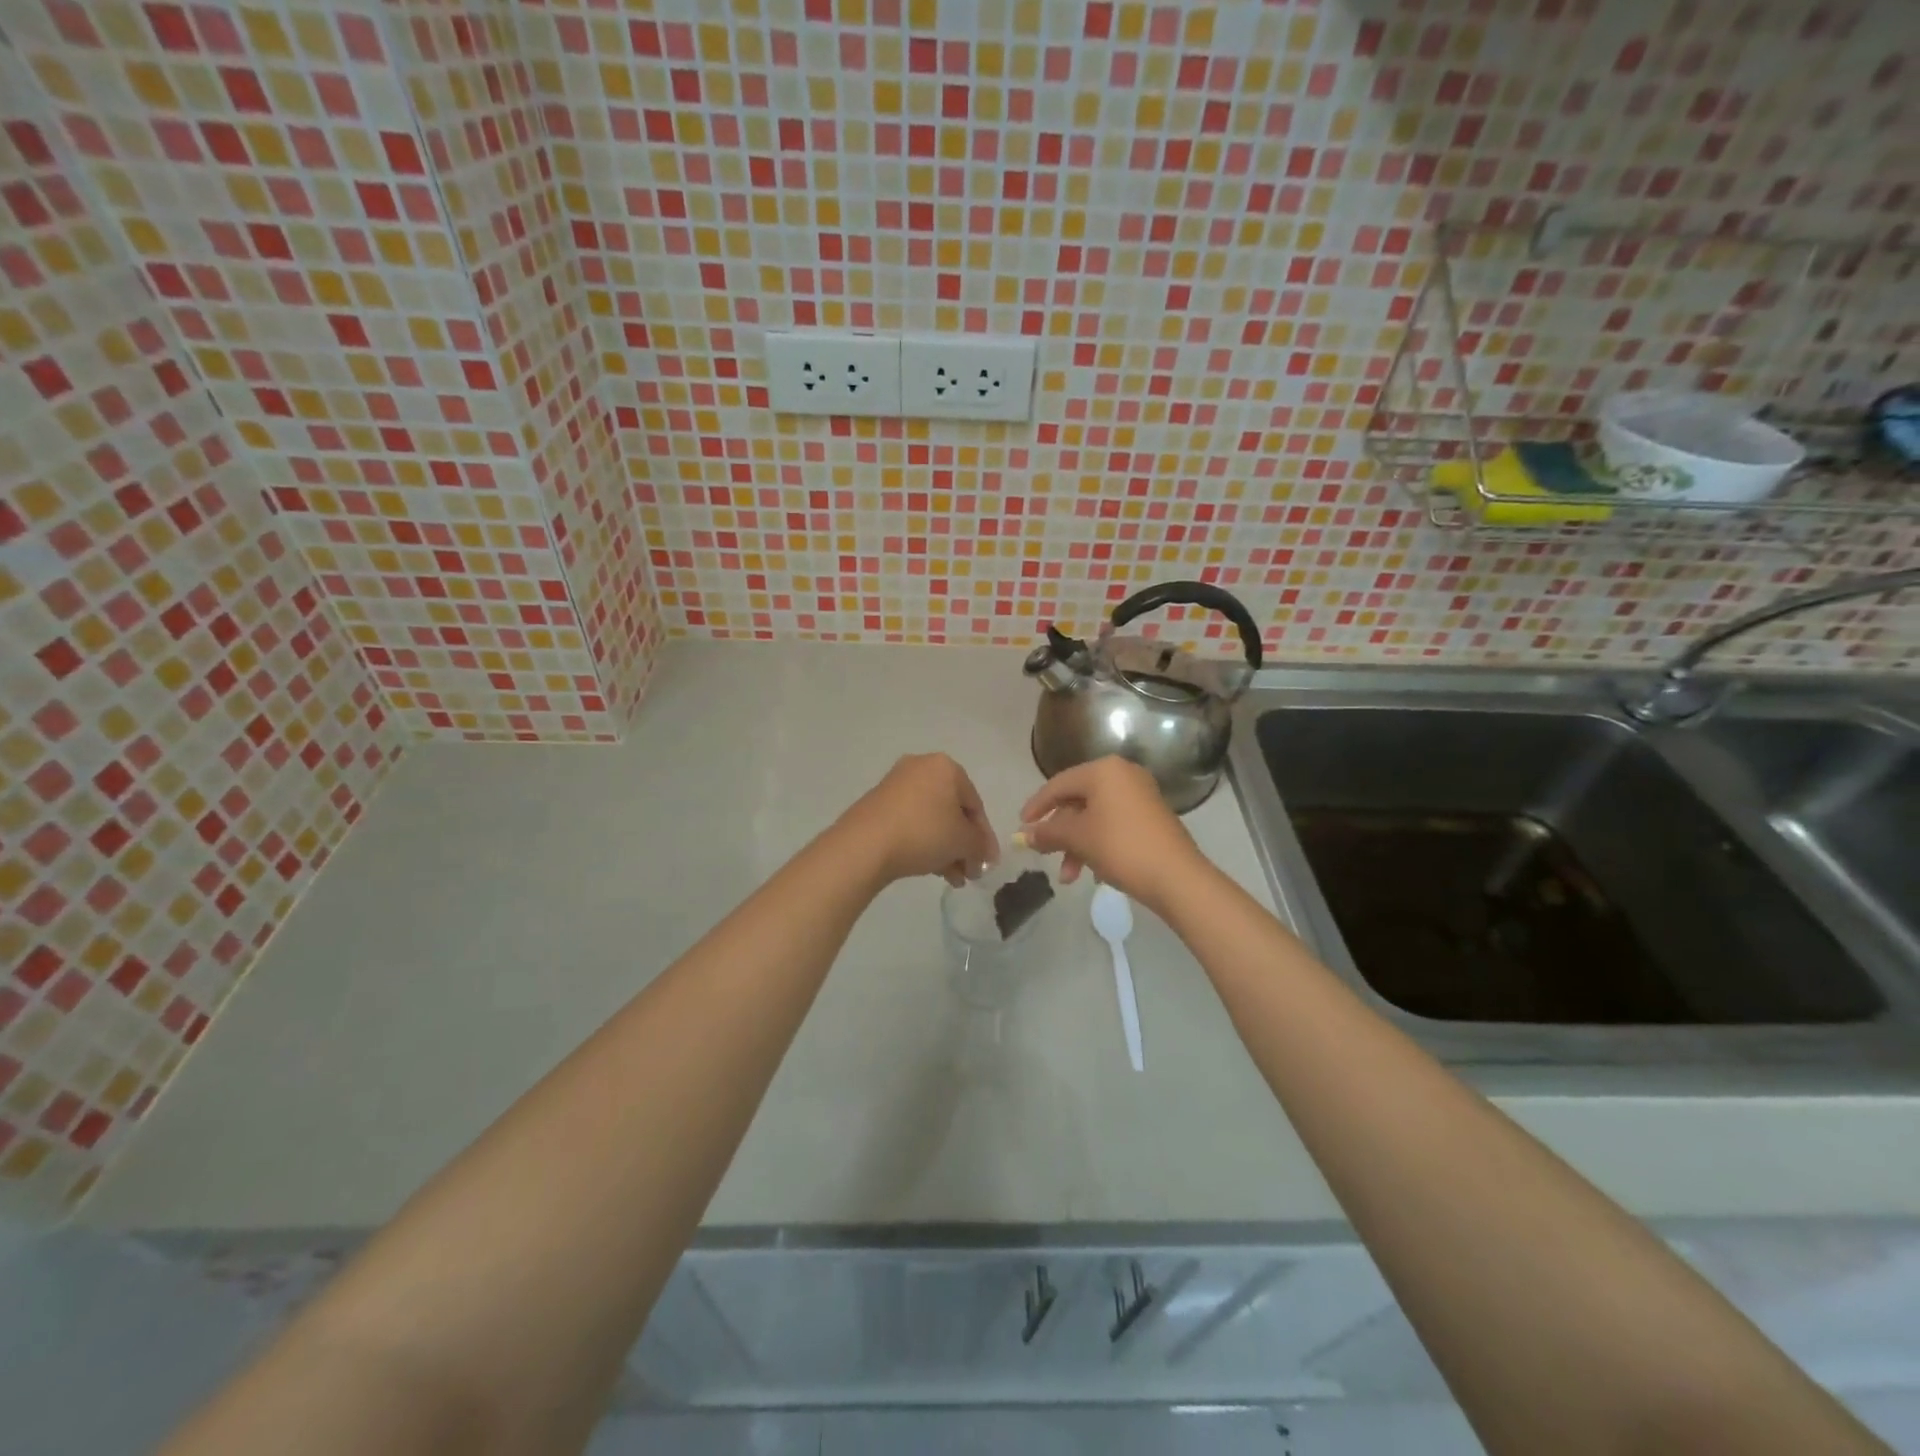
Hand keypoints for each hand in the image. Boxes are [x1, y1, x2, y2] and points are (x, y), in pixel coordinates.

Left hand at [837, 754, 999, 887]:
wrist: (865, 844)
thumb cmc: (924, 833)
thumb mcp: (963, 841)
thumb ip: (980, 845)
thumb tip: (984, 853)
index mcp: (946, 767)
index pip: (975, 804)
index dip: (984, 837)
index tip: (988, 862)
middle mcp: (920, 768)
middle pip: (952, 811)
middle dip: (963, 845)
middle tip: (969, 872)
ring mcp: (896, 784)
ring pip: (932, 819)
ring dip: (946, 848)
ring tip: (952, 879)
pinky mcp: (878, 803)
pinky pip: (911, 822)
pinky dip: (924, 842)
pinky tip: (931, 869)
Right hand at [1019, 756, 1209, 912]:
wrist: (1176, 876)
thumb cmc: (1120, 847)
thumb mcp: (1077, 839)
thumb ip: (1047, 833)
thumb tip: (1024, 836)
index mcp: (1104, 770)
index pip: (1058, 784)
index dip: (1036, 806)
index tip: (1021, 827)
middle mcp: (1123, 775)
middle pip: (1077, 801)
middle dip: (1059, 833)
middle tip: (1045, 855)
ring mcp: (1140, 795)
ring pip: (1095, 817)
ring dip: (1077, 846)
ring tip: (1069, 878)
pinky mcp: (1151, 817)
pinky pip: (1113, 825)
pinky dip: (1097, 845)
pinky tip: (1093, 873)